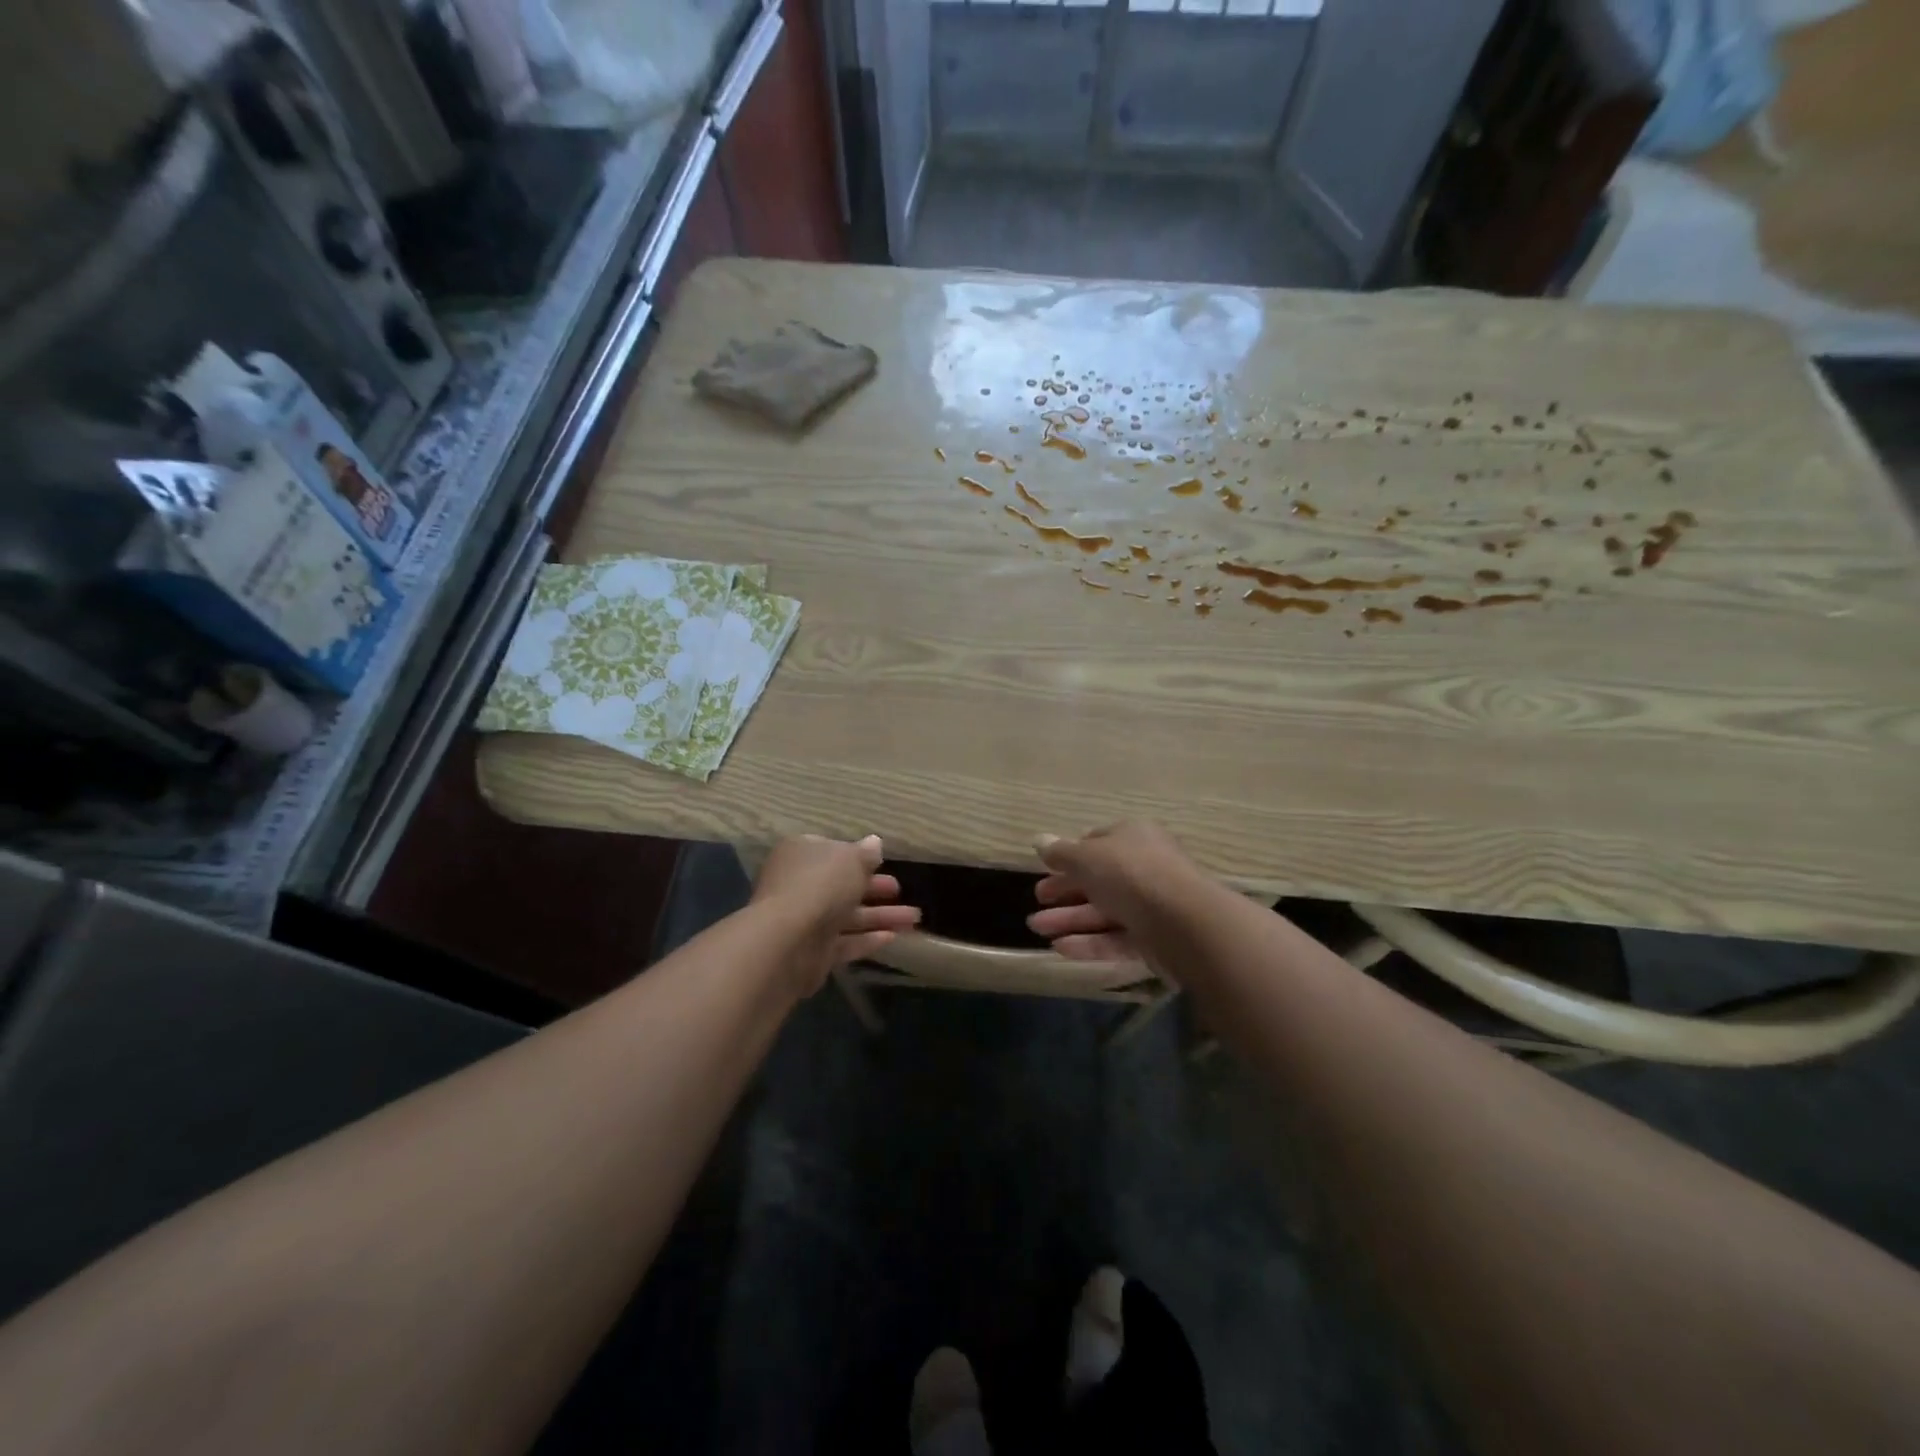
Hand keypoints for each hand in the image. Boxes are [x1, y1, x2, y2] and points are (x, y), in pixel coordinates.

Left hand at [752, 835, 919, 994]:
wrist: (787, 941)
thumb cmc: (820, 885)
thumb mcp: (851, 859)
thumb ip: (866, 853)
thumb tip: (875, 842)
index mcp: (801, 854)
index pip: (830, 850)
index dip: (855, 855)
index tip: (879, 861)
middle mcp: (800, 885)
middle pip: (841, 885)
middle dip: (873, 887)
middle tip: (898, 889)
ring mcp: (805, 920)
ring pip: (848, 915)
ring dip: (881, 916)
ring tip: (914, 918)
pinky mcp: (814, 951)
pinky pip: (845, 942)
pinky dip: (868, 939)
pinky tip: (894, 937)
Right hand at [1025, 822, 1204, 962]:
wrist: (1184, 922)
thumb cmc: (1131, 875)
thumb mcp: (1087, 857)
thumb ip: (1060, 853)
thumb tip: (1038, 840)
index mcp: (1133, 837)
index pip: (1097, 842)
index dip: (1070, 855)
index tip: (1046, 869)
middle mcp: (1144, 867)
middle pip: (1098, 878)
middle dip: (1065, 890)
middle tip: (1037, 900)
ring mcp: (1150, 905)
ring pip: (1104, 910)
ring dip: (1069, 918)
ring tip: (1035, 927)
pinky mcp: (1153, 939)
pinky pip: (1115, 938)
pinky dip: (1088, 942)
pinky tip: (1059, 948)